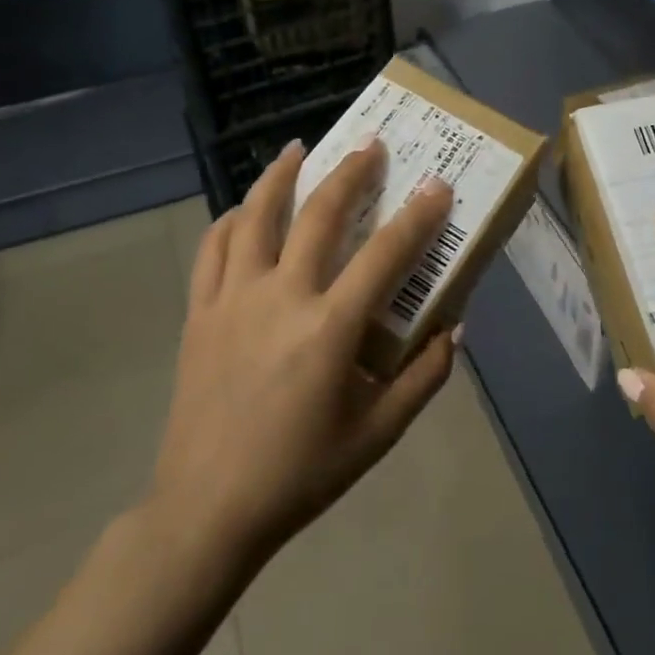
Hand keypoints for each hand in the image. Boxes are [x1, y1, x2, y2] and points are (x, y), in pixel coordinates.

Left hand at [147, 138, 457, 568]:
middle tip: (369, 143)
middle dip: (350, 172)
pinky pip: (212, 250)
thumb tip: (455, 327)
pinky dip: (229, 221)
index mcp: (329, 329)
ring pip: (255, 217)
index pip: (384, 255)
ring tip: (298, 148)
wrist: (207, 511)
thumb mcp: (377, 435)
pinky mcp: (200, 313)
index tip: (437, 184)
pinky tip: (242, 211)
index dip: (417, 216)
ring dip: (279, 176)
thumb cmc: (300, 474)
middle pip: (318, 215)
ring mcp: (234, 300)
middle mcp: (281, 298)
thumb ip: (423, 378)